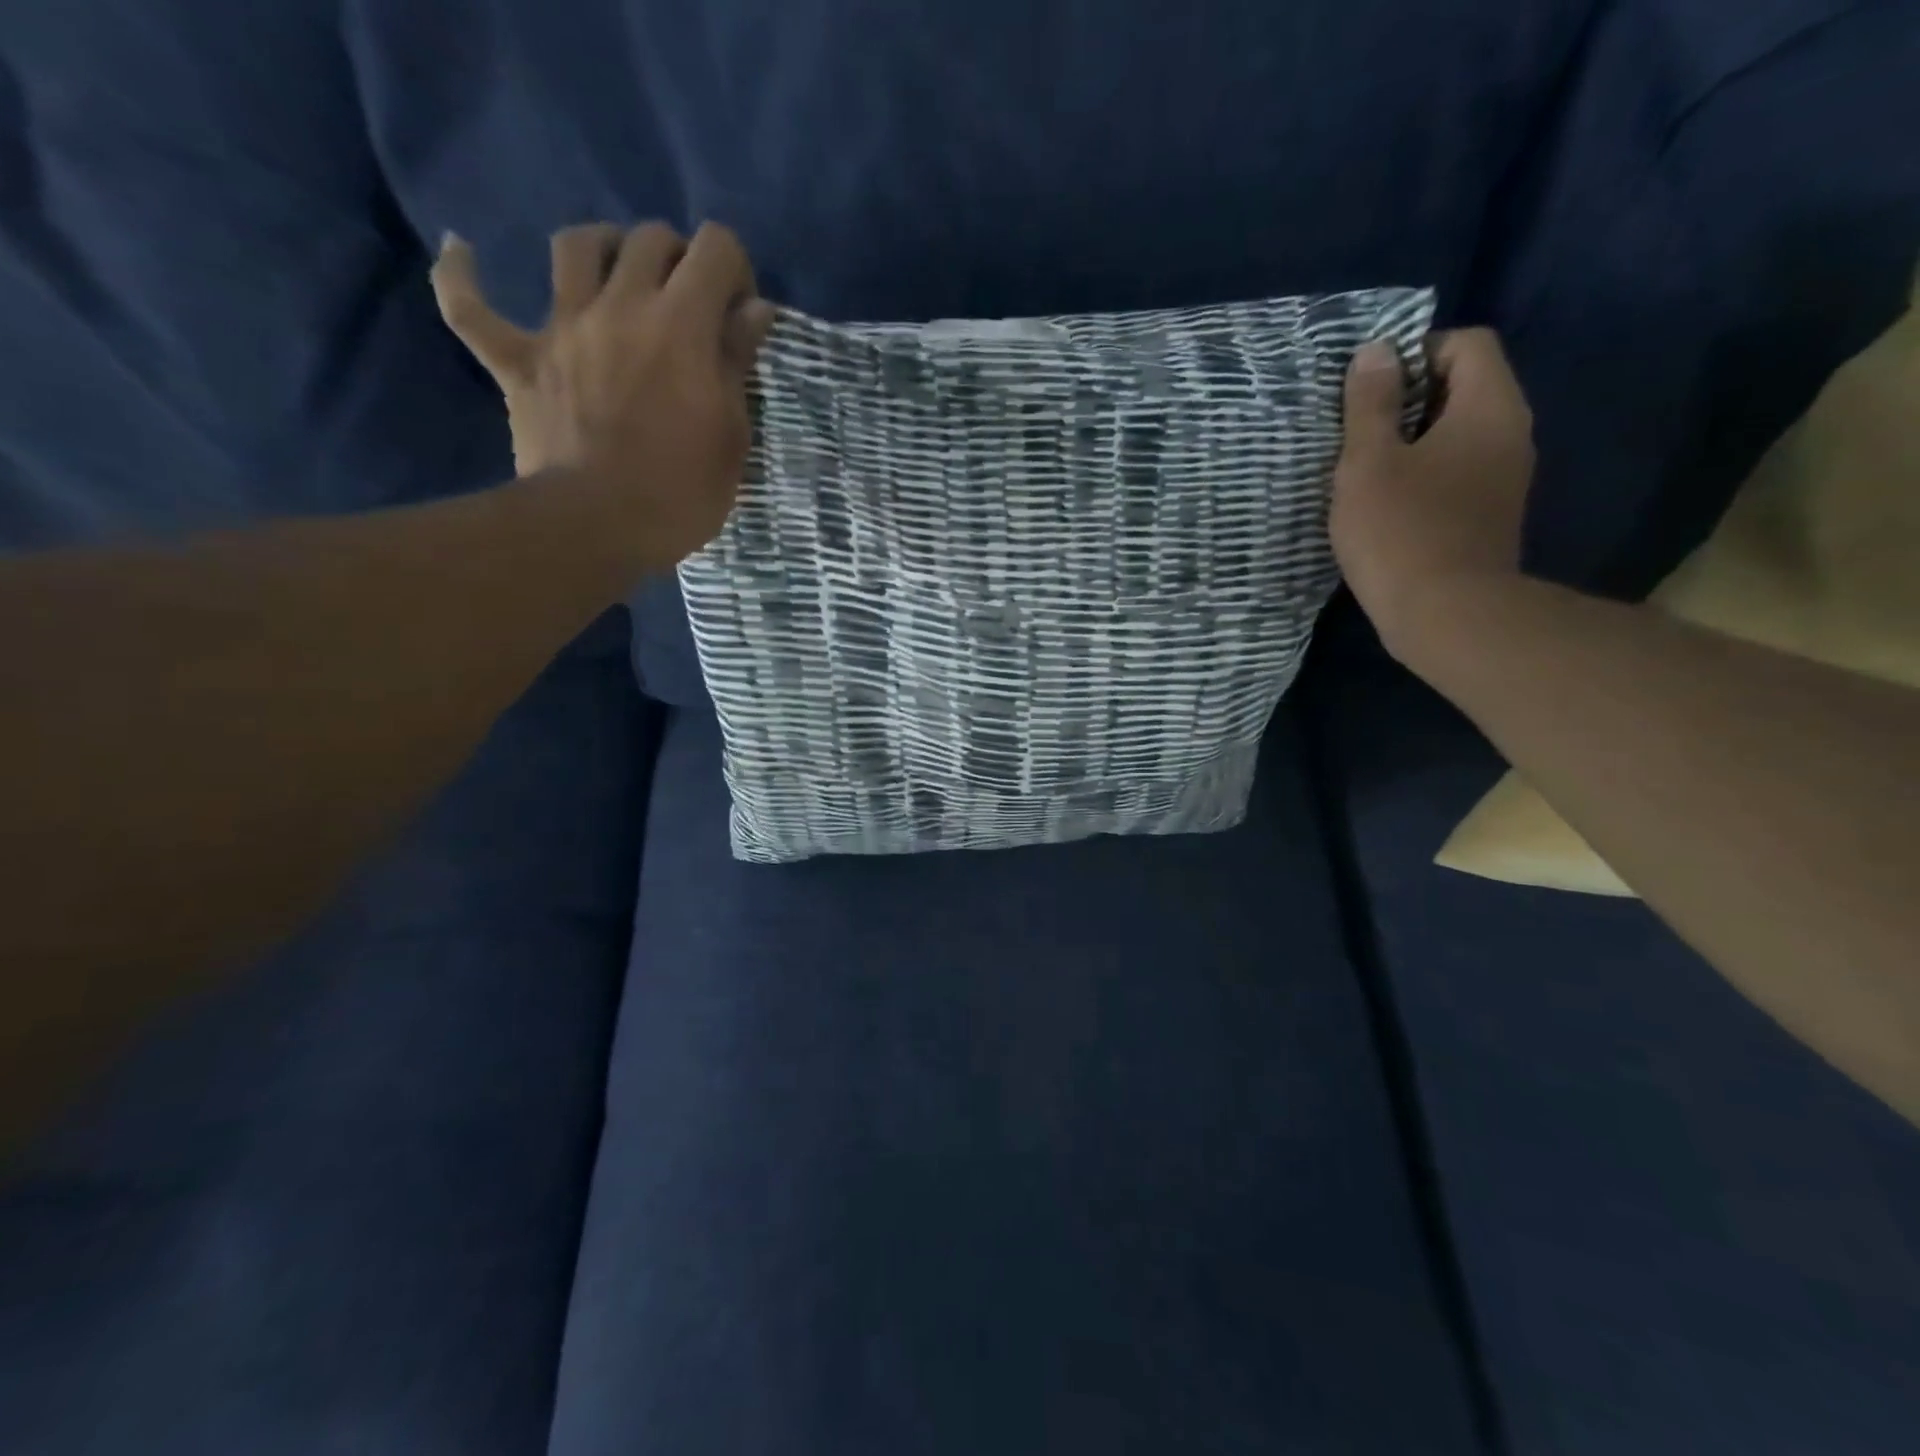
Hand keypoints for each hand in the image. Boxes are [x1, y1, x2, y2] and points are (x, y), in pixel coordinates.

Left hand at [431, 220, 775, 573]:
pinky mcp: (517, 360)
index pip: (716, 249)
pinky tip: (461, 251)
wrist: (599, 525)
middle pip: (649, 239)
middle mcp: (620, 305)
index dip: (734, 269)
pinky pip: (470, 307)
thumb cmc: (682, 490)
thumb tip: (753, 309)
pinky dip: (461, 277)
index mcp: (681, 324)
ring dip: (601, 248)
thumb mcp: (732, 433)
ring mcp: (561, 328)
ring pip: (574, 246)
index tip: (739, 313)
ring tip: (616, 276)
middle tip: (689, 304)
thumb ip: (737, 362)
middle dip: (678, 259)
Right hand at [1330, 328, 1536, 662]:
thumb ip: (1371, 404)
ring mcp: (1505, 479)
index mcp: (1489, 408)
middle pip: (1465, 388)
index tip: (1370, 389)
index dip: (1417, 352)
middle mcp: (1511, 433)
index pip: (1467, 344)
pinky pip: (1457, 472)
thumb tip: (1376, 351)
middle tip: (1357, 430)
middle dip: (1409, 399)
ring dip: (1411, 442)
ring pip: (1458, 435)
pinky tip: (1385, 505)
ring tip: (1364, 470)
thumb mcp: (1369, 462)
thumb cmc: (1401, 531)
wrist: (1447, 615)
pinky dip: (1423, 475)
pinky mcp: (1489, 516)